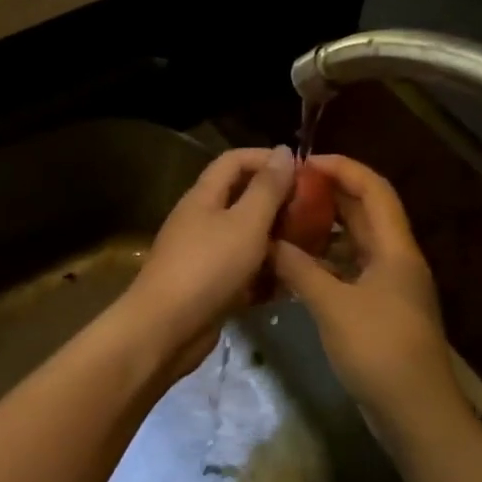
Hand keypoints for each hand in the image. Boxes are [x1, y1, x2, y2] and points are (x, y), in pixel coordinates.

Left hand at [126, 144, 297, 372]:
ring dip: (276, 241)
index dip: (267, 159)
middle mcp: (201, 221)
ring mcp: (204, 255)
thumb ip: (267, 188)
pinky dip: (265, 274)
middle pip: (242, 200)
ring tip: (313, 248)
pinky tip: (292, 282)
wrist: (165, 330)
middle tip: (317, 214)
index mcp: (204, 196)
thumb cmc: (208, 268)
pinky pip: (243, 272)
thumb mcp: (245, 223)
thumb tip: (284, 151)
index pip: (234, 161)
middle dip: (278, 203)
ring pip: (246, 239)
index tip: (305, 171)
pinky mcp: (210, 287)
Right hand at [269, 155, 462, 438]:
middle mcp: (396, 259)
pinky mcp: (379, 309)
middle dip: (329, 195)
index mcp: (395, 248)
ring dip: (324, 229)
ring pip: (355, 242)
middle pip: (365, 212)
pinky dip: (324, 262)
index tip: (303, 161)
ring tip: (285, 221)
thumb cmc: (379, 350)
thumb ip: (299, 269)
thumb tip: (267, 242)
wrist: (415, 412)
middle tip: (287, 189)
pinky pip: (349, 270)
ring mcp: (389, 286)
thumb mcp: (332, 305)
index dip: (342, 168)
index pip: (373, 189)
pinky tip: (295, 266)